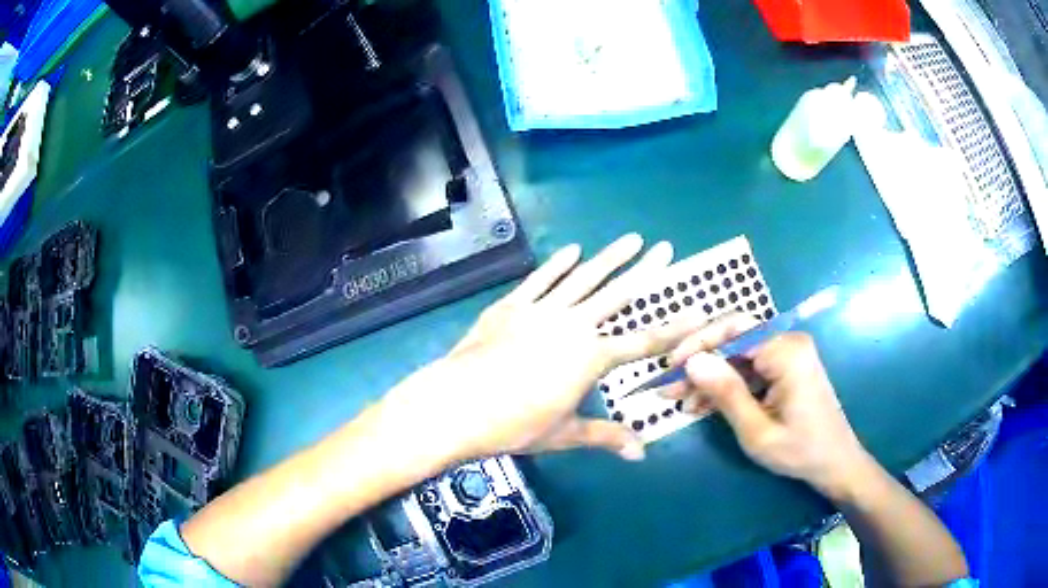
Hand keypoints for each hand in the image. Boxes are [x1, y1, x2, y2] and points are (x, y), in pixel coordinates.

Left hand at [378, 234, 748, 463]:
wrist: (456, 404)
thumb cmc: (513, 424)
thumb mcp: (563, 434)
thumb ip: (604, 437)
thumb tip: (641, 453)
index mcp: (590, 358)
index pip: (643, 341)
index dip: (675, 328)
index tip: (699, 309)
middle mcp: (572, 326)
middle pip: (618, 295)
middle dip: (645, 272)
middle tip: (666, 249)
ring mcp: (540, 311)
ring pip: (583, 278)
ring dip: (609, 258)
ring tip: (630, 240)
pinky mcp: (511, 306)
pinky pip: (541, 279)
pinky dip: (559, 264)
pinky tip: (573, 250)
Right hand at [667, 333, 869, 496]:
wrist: (835, 463)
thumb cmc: (799, 451)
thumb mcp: (756, 430)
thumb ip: (725, 393)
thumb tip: (692, 361)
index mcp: (786, 350)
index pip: (732, 330)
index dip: (697, 346)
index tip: (668, 369)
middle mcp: (788, 341)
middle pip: (733, 338)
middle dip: (700, 362)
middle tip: (669, 387)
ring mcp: (788, 353)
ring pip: (737, 356)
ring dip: (710, 377)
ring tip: (681, 402)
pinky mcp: (786, 367)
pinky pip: (749, 368)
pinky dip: (727, 385)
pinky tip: (704, 405)